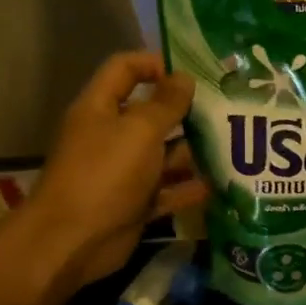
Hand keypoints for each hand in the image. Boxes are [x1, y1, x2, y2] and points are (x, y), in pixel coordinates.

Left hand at [29, 52, 207, 285]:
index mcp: (100, 108)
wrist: (73, 240)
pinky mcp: (134, 204)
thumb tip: (185, 78)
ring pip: (162, 155)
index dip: (154, 64)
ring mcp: (122, 172)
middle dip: (185, 112)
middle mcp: (110, 136)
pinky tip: (218, 185)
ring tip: (232, 148)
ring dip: (192, 152)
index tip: (191, 73)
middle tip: (226, 110)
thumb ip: (166, 104)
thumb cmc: (104, 174)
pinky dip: (188, 189)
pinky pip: (166, 192)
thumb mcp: (140, 131)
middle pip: (150, 114)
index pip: (124, 69)